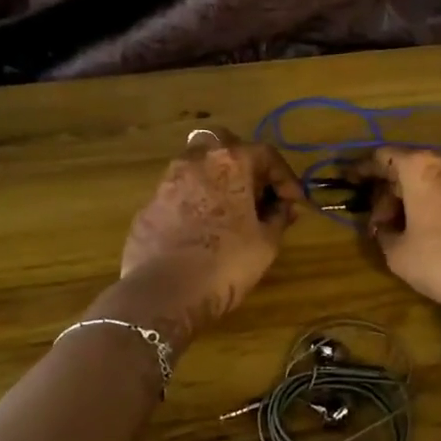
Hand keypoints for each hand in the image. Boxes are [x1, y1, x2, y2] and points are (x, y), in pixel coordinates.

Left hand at [115, 128, 304, 337]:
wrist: (164, 294)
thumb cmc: (226, 263)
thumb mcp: (267, 243)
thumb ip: (278, 217)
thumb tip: (284, 207)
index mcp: (230, 162)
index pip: (266, 154)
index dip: (285, 178)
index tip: (293, 202)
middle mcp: (195, 160)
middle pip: (224, 146)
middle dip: (244, 164)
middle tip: (256, 192)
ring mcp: (166, 181)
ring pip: (197, 167)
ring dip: (216, 181)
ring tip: (229, 212)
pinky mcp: (148, 206)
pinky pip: (178, 195)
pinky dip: (194, 203)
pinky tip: (201, 230)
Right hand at [356, 147, 440, 315]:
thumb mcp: (401, 256)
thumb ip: (385, 234)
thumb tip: (385, 228)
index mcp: (420, 167)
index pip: (382, 157)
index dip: (361, 169)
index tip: (349, 180)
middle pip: (410, 166)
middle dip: (391, 190)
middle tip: (382, 221)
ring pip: (437, 175)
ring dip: (419, 195)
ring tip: (410, 225)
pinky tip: (440, 224)